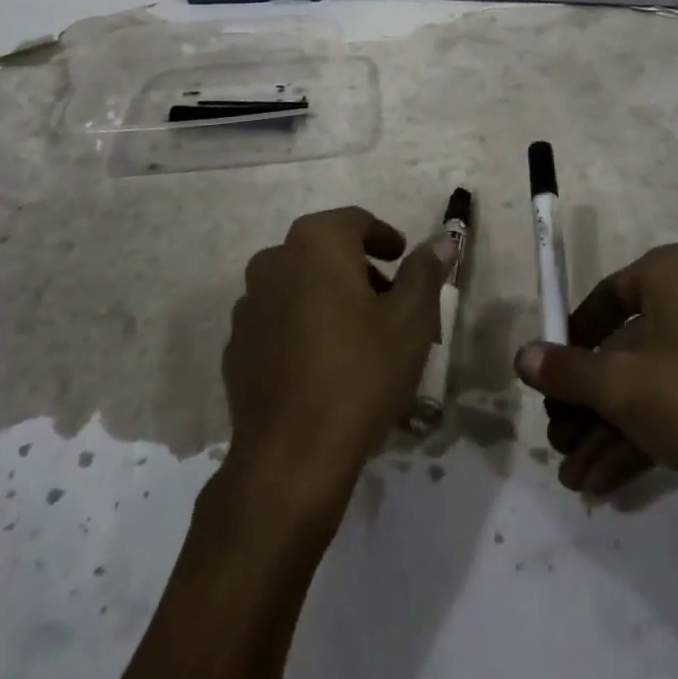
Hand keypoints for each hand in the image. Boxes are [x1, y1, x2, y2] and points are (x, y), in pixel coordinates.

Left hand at [222, 207, 446, 517]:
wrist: (291, 457)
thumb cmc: (360, 373)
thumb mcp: (410, 320)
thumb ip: (425, 271)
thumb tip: (441, 240)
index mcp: (316, 243)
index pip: (356, 221)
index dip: (384, 237)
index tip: (403, 259)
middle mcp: (274, 261)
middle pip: (325, 251)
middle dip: (359, 269)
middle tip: (390, 302)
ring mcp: (248, 304)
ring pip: (299, 285)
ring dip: (329, 296)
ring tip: (359, 336)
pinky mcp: (236, 346)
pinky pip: (278, 319)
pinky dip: (303, 326)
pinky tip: (323, 364)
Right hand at [515, 242, 677, 527]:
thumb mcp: (620, 385)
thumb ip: (566, 370)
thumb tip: (521, 357)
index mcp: (676, 272)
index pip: (608, 295)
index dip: (572, 338)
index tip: (549, 374)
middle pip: (625, 347)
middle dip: (587, 401)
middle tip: (557, 436)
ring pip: (648, 382)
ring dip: (606, 428)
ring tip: (572, 474)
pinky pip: (674, 403)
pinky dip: (639, 436)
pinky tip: (601, 481)